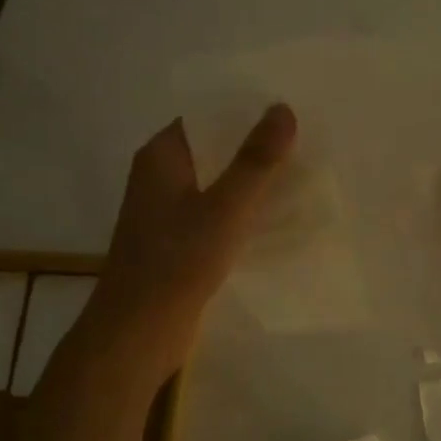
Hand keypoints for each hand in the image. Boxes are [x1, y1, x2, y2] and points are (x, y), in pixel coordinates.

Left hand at [85, 105, 296, 374]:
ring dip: (248, 182)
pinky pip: (213, 215)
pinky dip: (239, 212)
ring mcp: (165, 213)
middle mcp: (158, 178)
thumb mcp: (225, 207)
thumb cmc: (177, 261)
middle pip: (211, 150)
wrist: (138, 331)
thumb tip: (282, 108)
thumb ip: (255, 160)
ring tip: (298, 175)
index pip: (203, 116)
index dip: (242, 110)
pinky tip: (274, 218)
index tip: (285, 109)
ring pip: (214, 184)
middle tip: (303, 141)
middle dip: (252, 147)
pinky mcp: (176, 244)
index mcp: (160, 157)